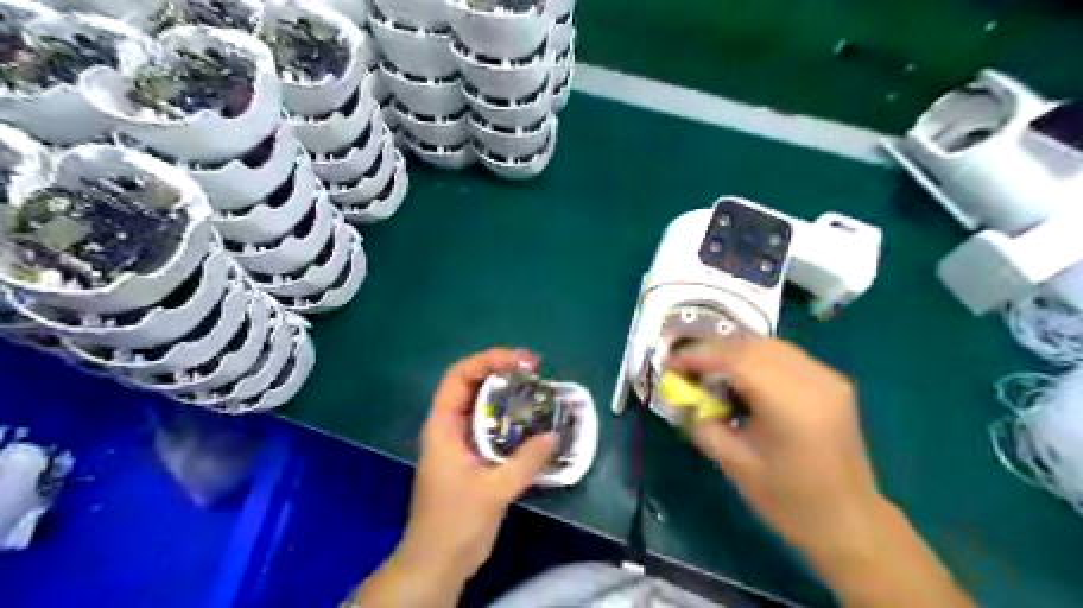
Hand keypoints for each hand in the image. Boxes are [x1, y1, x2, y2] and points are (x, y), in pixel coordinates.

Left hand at [396, 348, 551, 585]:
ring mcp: (462, 443)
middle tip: (535, 370)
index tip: (521, 362)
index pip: (460, 376)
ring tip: (538, 391)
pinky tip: (533, 423)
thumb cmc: (455, 523)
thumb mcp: (494, 490)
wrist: (437, 564)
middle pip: (473, 385)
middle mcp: (451, 427)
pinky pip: (493, 428)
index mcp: (443, 426)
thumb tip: (553, 436)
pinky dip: (512, 420)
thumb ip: (526, 462)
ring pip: (484, 406)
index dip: (488, 360)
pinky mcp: (474, 458)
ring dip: (509, 396)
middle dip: (502, 372)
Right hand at [673, 340, 884, 558]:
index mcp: (791, 404)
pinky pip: (785, 356)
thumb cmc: (788, 500)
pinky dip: (756, 358)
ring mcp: (828, 378)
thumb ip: (703, 423)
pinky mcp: (832, 382)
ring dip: (735, 352)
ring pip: (769, 345)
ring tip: (710, 371)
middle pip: (753, 345)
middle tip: (687, 366)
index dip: (699, 356)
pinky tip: (742, 377)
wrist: (849, 522)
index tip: (671, 363)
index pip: (737, 359)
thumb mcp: (734, 464)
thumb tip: (681, 395)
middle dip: (714, 350)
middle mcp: (814, 381)